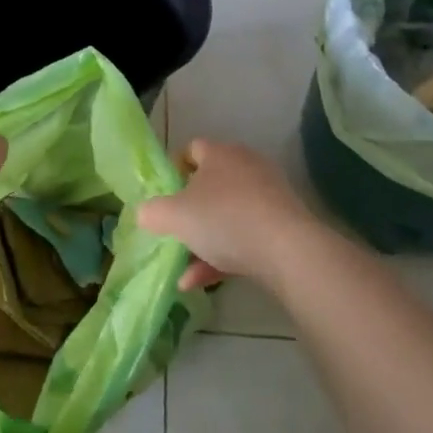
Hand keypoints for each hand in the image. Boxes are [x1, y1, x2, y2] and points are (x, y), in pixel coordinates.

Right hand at [137, 140, 315, 291]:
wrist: (287, 250)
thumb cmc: (224, 219)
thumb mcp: (175, 216)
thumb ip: (153, 212)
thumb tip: (145, 213)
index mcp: (219, 154)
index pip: (192, 150)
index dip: (175, 170)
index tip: (163, 195)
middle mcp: (246, 167)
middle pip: (210, 185)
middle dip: (190, 210)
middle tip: (174, 230)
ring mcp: (268, 196)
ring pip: (227, 215)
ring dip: (204, 241)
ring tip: (184, 270)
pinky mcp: (283, 224)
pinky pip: (246, 236)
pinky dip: (224, 256)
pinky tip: (202, 282)